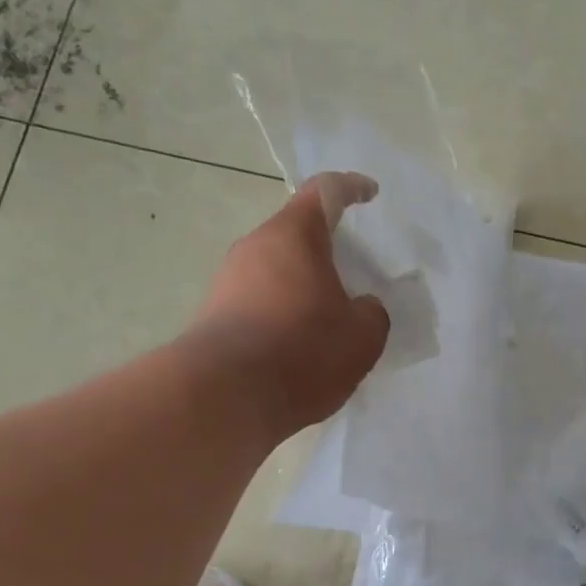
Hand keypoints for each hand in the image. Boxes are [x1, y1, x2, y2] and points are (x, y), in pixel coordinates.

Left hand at [195, 172, 390, 436]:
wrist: (222, 397)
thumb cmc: (302, 351)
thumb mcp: (363, 335)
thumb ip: (372, 312)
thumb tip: (359, 307)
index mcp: (294, 235)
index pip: (325, 192)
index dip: (351, 187)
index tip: (370, 193)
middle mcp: (255, 247)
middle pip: (296, 231)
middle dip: (327, 245)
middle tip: (355, 269)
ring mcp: (228, 280)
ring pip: (276, 267)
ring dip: (304, 282)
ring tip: (331, 315)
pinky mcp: (214, 314)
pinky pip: (260, 299)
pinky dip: (285, 310)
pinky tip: (301, 344)